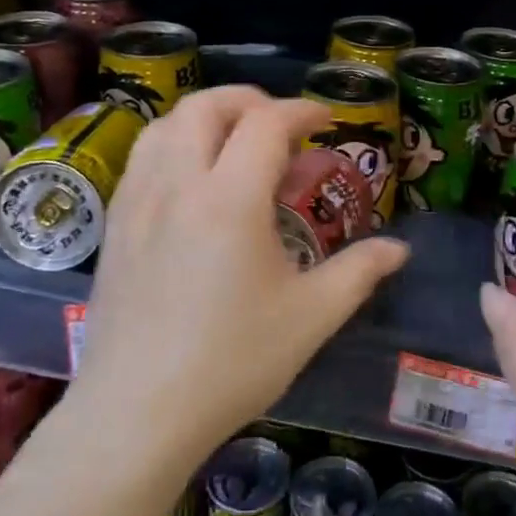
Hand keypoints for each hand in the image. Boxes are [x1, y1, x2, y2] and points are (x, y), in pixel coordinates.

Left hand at [75, 88, 409, 471]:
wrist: (135, 415)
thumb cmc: (230, 363)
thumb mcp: (309, 318)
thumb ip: (358, 272)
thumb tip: (400, 249)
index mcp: (230, 199)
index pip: (266, 123)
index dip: (301, 110)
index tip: (325, 121)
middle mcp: (179, 184)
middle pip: (207, 105)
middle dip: (249, 100)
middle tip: (279, 125)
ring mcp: (138, 200)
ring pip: (167, 124)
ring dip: (207, 117)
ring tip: (235, 143)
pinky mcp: (115, 223)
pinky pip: (142, 156)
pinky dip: (174, 142)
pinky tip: (192, 179)